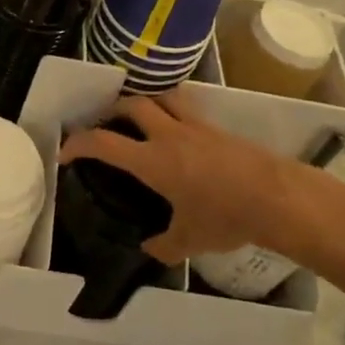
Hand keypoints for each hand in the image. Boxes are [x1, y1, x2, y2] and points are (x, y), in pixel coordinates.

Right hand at [57, 91, 344, 268]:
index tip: (66, 153)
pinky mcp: (218, 128)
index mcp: (152, 161)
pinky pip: (187, 108)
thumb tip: (150, 248)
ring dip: (145, 101)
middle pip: (132, 105)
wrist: (278, 198)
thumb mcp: (190, 240)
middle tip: (106, 126)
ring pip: (162, 97)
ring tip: (140, 117)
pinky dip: (173, 111)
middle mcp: (169, 134)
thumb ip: (164, 245)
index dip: (78, 144)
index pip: (103, 142)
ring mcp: (196, 126)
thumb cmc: (227, 218)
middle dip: (112, 111)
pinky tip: (178, 133)